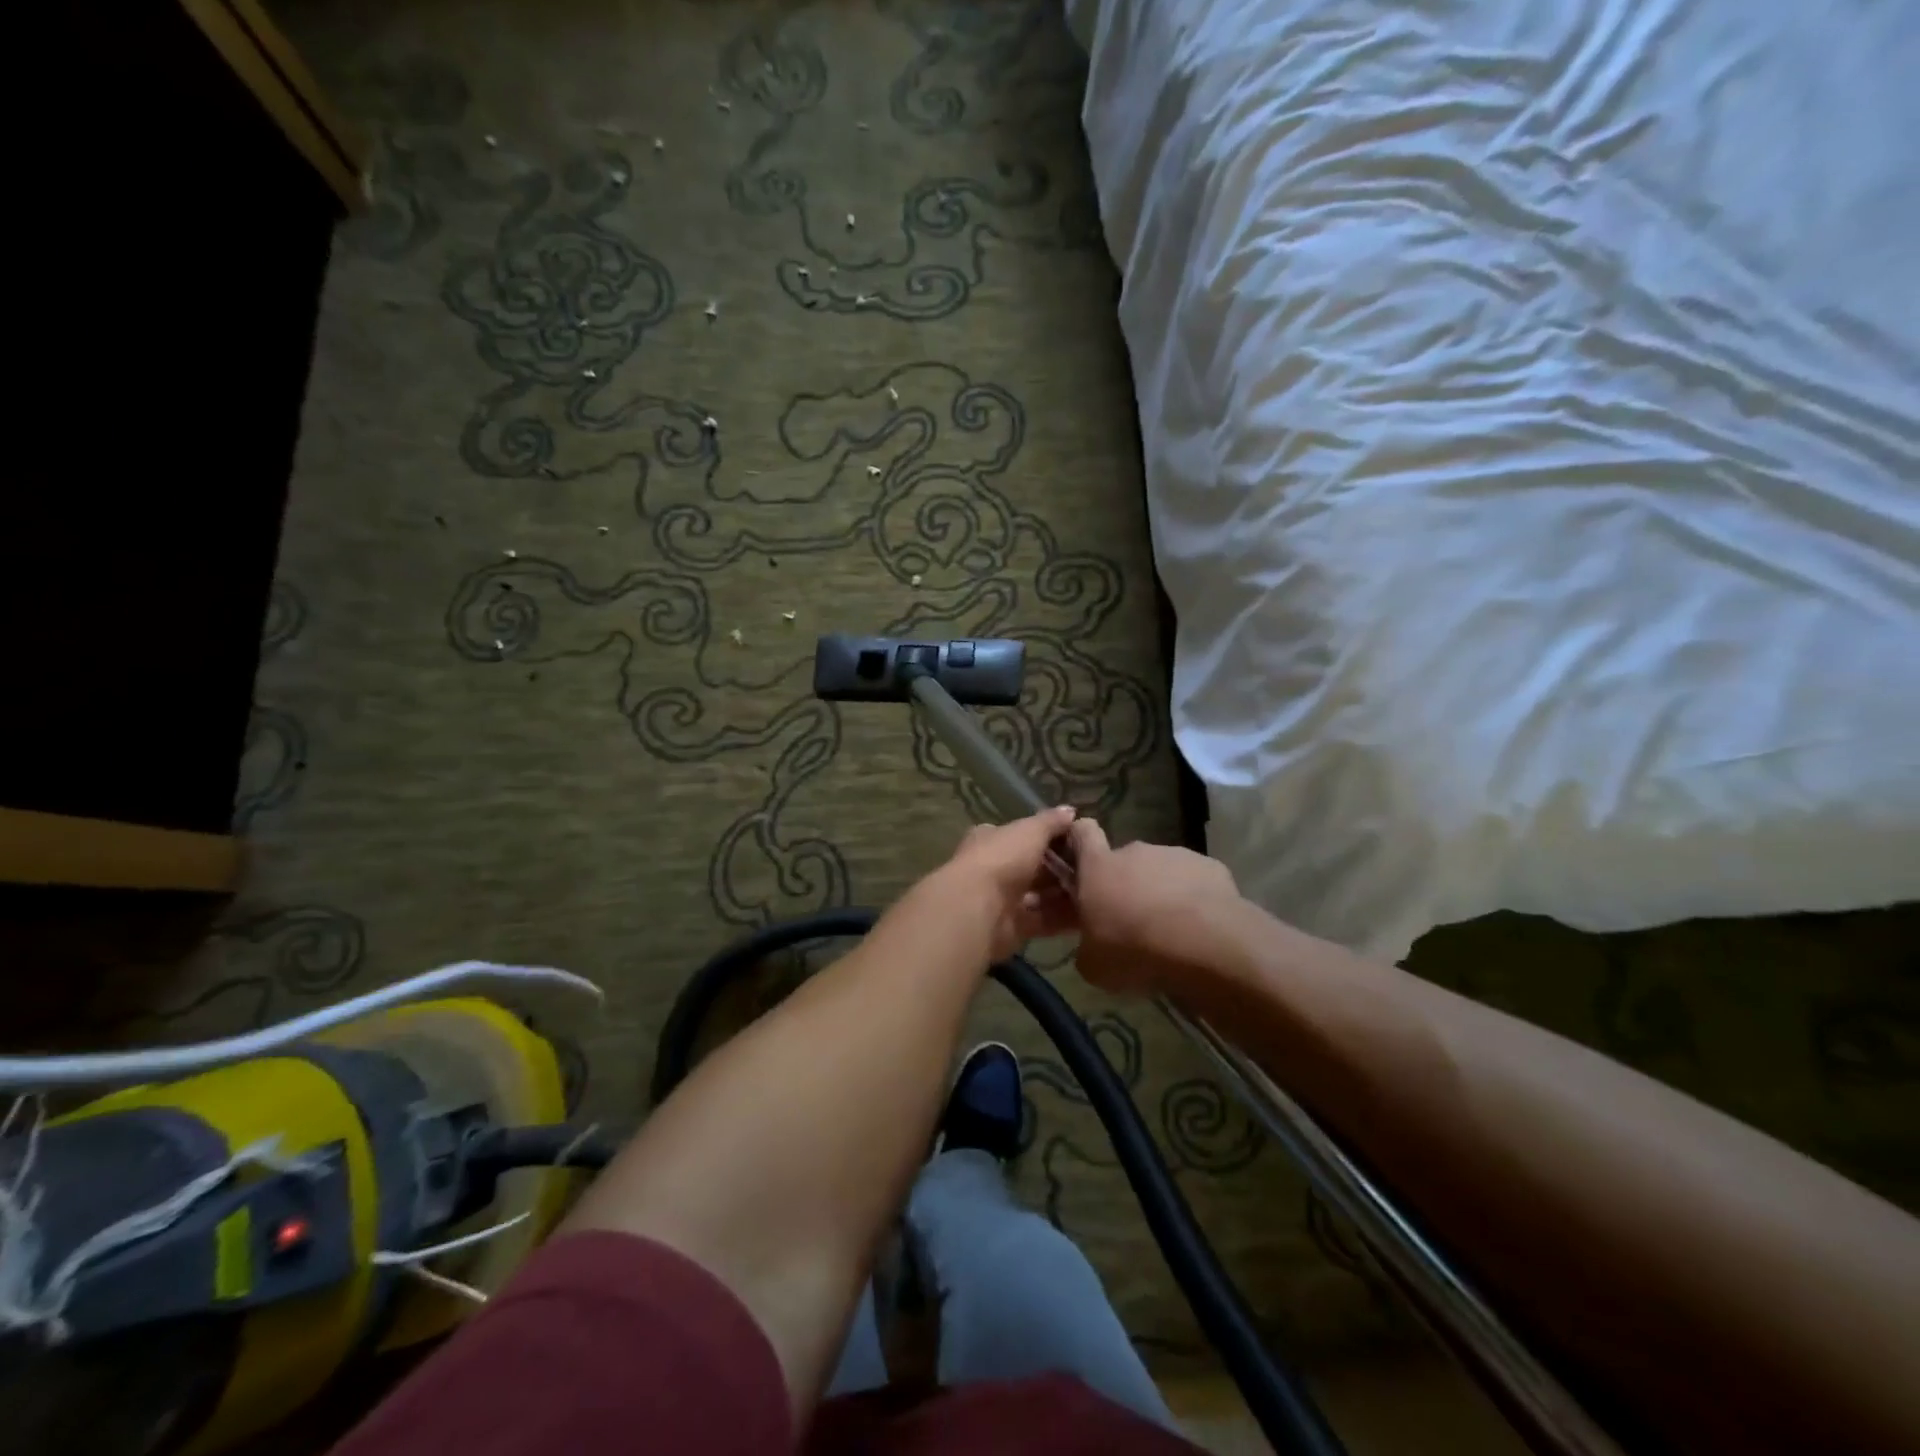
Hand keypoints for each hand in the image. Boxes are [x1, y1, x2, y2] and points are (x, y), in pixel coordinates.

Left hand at [930, 805, 1080, 962]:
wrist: (977, 909)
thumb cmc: (1002, 859)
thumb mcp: (1030, 831)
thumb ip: (1050, 822)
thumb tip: (1070, 810)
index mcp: (992, 840)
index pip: (1021, 835)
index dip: (1047, 836)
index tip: (1077, 839)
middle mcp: (994, 868)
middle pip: (1032, 867)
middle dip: (1060, 868)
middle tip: (1094, 868)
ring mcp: (1001, 900)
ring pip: (1039, 895)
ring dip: (1065, 894)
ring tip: (1097, 891)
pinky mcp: (1012, 927)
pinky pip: (1043, 920)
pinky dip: (1063, 918)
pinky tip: (1089, 915)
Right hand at [1069, 819, 1240, 996]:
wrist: (1205, 946)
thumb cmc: (1135, 951)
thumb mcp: (1094, 965)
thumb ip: (1088, 945)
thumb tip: (1093, 946)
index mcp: (1099, 867)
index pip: (1082, 833)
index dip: (1080, 841)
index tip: (1083, 861)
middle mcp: (1135, 852)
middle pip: (1125, 860)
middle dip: (1127, 884)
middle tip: (1133, 921)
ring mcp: (1175, 855)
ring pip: (1161, 870)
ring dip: (1161, 892)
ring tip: (1171, 930)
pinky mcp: (1210, 866)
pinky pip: (1194, 880)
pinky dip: (1194, 898)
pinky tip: (1200, 928)